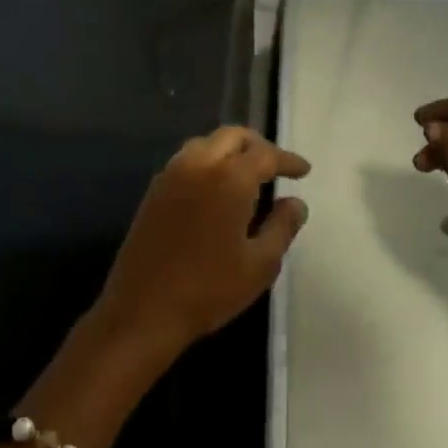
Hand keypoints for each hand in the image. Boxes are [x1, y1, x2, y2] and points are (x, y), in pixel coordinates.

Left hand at [91, 126, 310, 370]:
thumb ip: (283, 227)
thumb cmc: (209, 289)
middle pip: (232, 137)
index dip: (288, 160)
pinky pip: (186, 162)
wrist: (143, 311)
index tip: (304, 171)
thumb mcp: (260, 264)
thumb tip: (295, 203)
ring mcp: (170, 177)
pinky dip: (207, 164)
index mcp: (228, 178)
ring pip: (205, 145)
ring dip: (230, 151)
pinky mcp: (152, 193)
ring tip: (247, 178)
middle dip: (258, 146)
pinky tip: (216, 192)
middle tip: (276, 168)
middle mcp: (197, 166)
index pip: (265, 155)